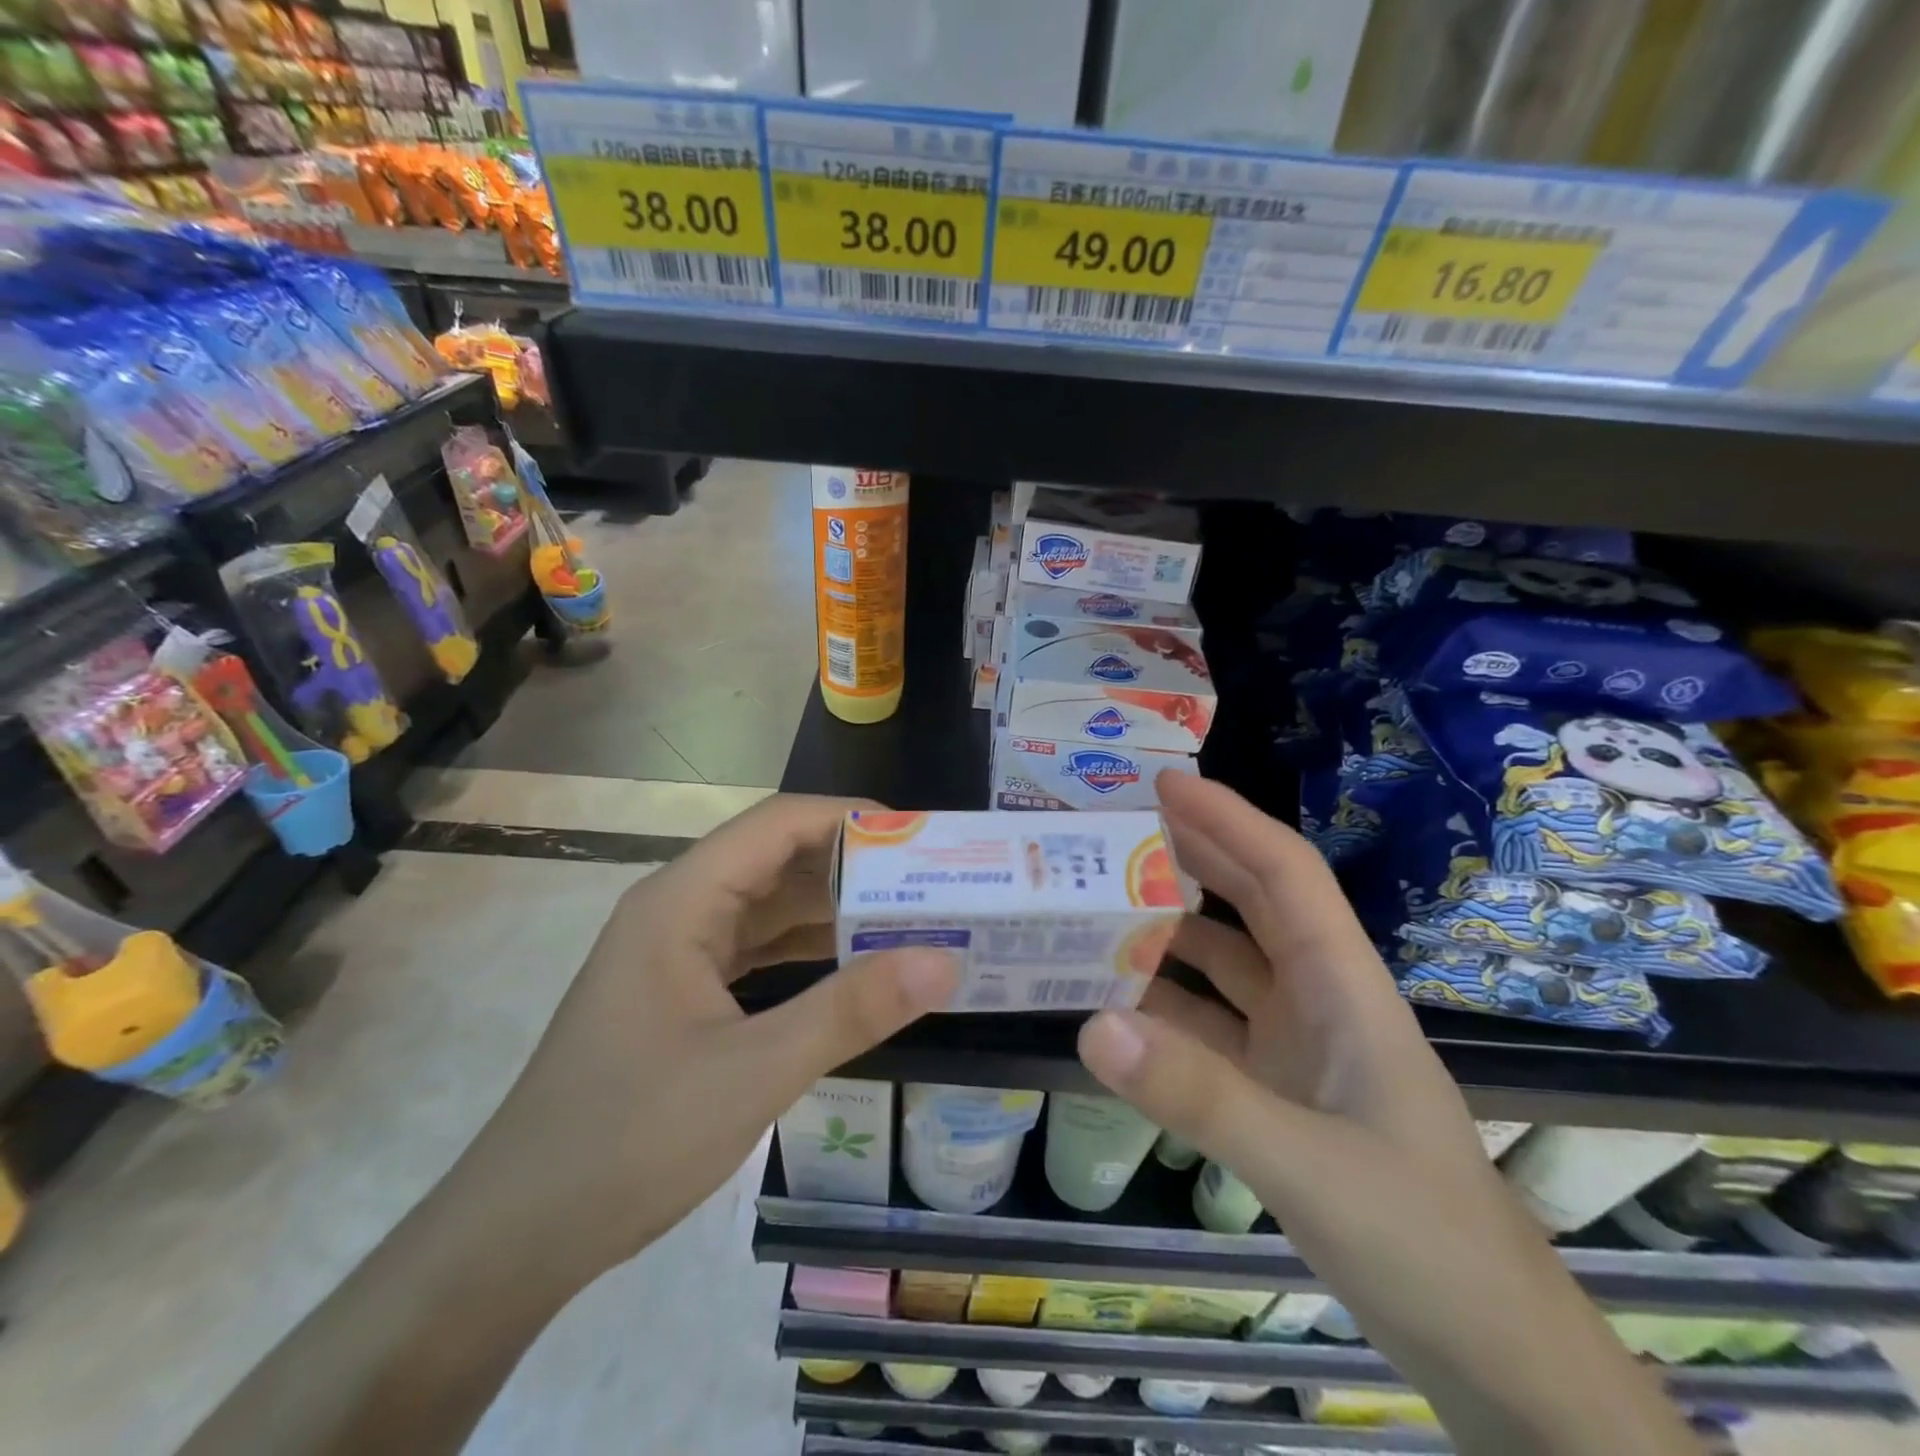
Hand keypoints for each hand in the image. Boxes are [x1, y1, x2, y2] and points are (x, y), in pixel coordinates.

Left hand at [487, 793, 958, 1277]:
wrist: (516, 1236)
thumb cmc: (627, 1140)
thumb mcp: (754, 1072)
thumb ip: (851, 1011)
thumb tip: (944, 961)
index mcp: (680, 901)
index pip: (777, 825)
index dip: (850, 819)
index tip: (920, 839)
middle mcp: (677, 909)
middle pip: (775, 858)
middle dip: (851, 865)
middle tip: (929, 882)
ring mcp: (675, 952)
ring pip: (767, 905)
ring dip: (832, 908)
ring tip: (908, 917)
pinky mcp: (680, 992)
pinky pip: (755, 948)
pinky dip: (806, 949)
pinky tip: (853, 964)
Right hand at [1077, 772, 1697, 1455]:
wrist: (1495, 1356)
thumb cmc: (1424, 1241)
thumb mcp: (1309, 1166)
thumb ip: (1200, 1095)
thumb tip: (1092, 1025)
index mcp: (1345, 987)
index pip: (1284, 873)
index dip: (1227, 818)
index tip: (1164, 782)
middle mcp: (1321, 1001)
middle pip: (1253, 903)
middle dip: (1193, 856)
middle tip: (1116, 829)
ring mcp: (1300, 1048)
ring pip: (1227, 966)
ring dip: (1171, 933)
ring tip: (1099, 910)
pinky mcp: (1280, 1093)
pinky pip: (1211, 1029)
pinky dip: (1166, 1010)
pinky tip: (1117, 1010)